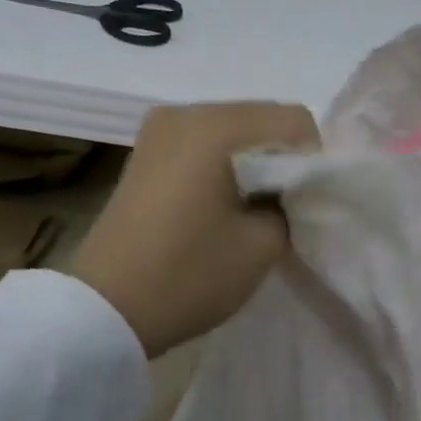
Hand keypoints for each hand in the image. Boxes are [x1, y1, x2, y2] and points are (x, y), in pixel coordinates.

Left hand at [73, 102, 318, 358]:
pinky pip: (204, 147)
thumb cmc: (190, 275)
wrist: (107, 308)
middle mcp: (185, 112)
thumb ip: (291, 205)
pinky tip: (221, 208)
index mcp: (216, 125)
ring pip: (234, 133)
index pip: (295, 121)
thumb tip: (288, 191)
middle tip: (284, 212)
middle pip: (262, 120)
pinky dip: (224, 169)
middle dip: (283, 161)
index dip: (313, 162)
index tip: (304, 206)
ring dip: (254, 166)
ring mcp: (159, 130)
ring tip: (251, 213)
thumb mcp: (263, 244)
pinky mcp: (146, 153)